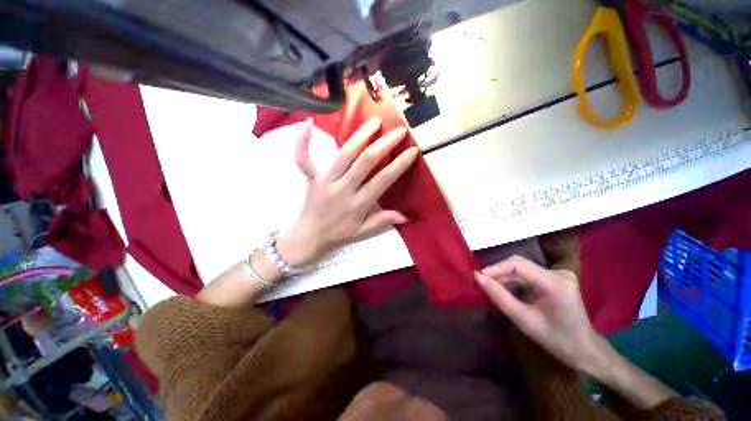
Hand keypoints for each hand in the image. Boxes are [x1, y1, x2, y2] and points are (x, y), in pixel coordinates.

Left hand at [276, 117, 418, 267]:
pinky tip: (308, 122)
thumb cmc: (338, 234)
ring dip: (360, 135)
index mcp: (358, 204)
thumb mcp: (363, 231)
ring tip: (375, 121)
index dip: (399, 165)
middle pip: (365, 162)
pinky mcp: (311, 178)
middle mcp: (343, 189)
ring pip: (344, 154)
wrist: (309, 236)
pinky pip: (303, 159)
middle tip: (399, 130)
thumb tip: (406, 216)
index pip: (383, 180)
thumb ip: (382, 221)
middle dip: (384, 144)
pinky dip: (303, 141)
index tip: (412, 151)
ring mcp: (325, 182)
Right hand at [474, 256, 604, 374]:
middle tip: (483, 284)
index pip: (518, 264)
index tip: (479, 277)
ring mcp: (559, 275)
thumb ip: (500, 297)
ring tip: (493, 288)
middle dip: (499, 272)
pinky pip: (528, 274)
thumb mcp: (524, 320)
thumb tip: (478, 277)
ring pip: (523, 269)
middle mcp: (558, 273)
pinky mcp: (556, 279)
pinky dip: (515, 281)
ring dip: (506, 277)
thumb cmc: (556, 340)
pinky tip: (507, 291)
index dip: (496, 268)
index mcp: (555, 283)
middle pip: (520, 264)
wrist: (585, 351)